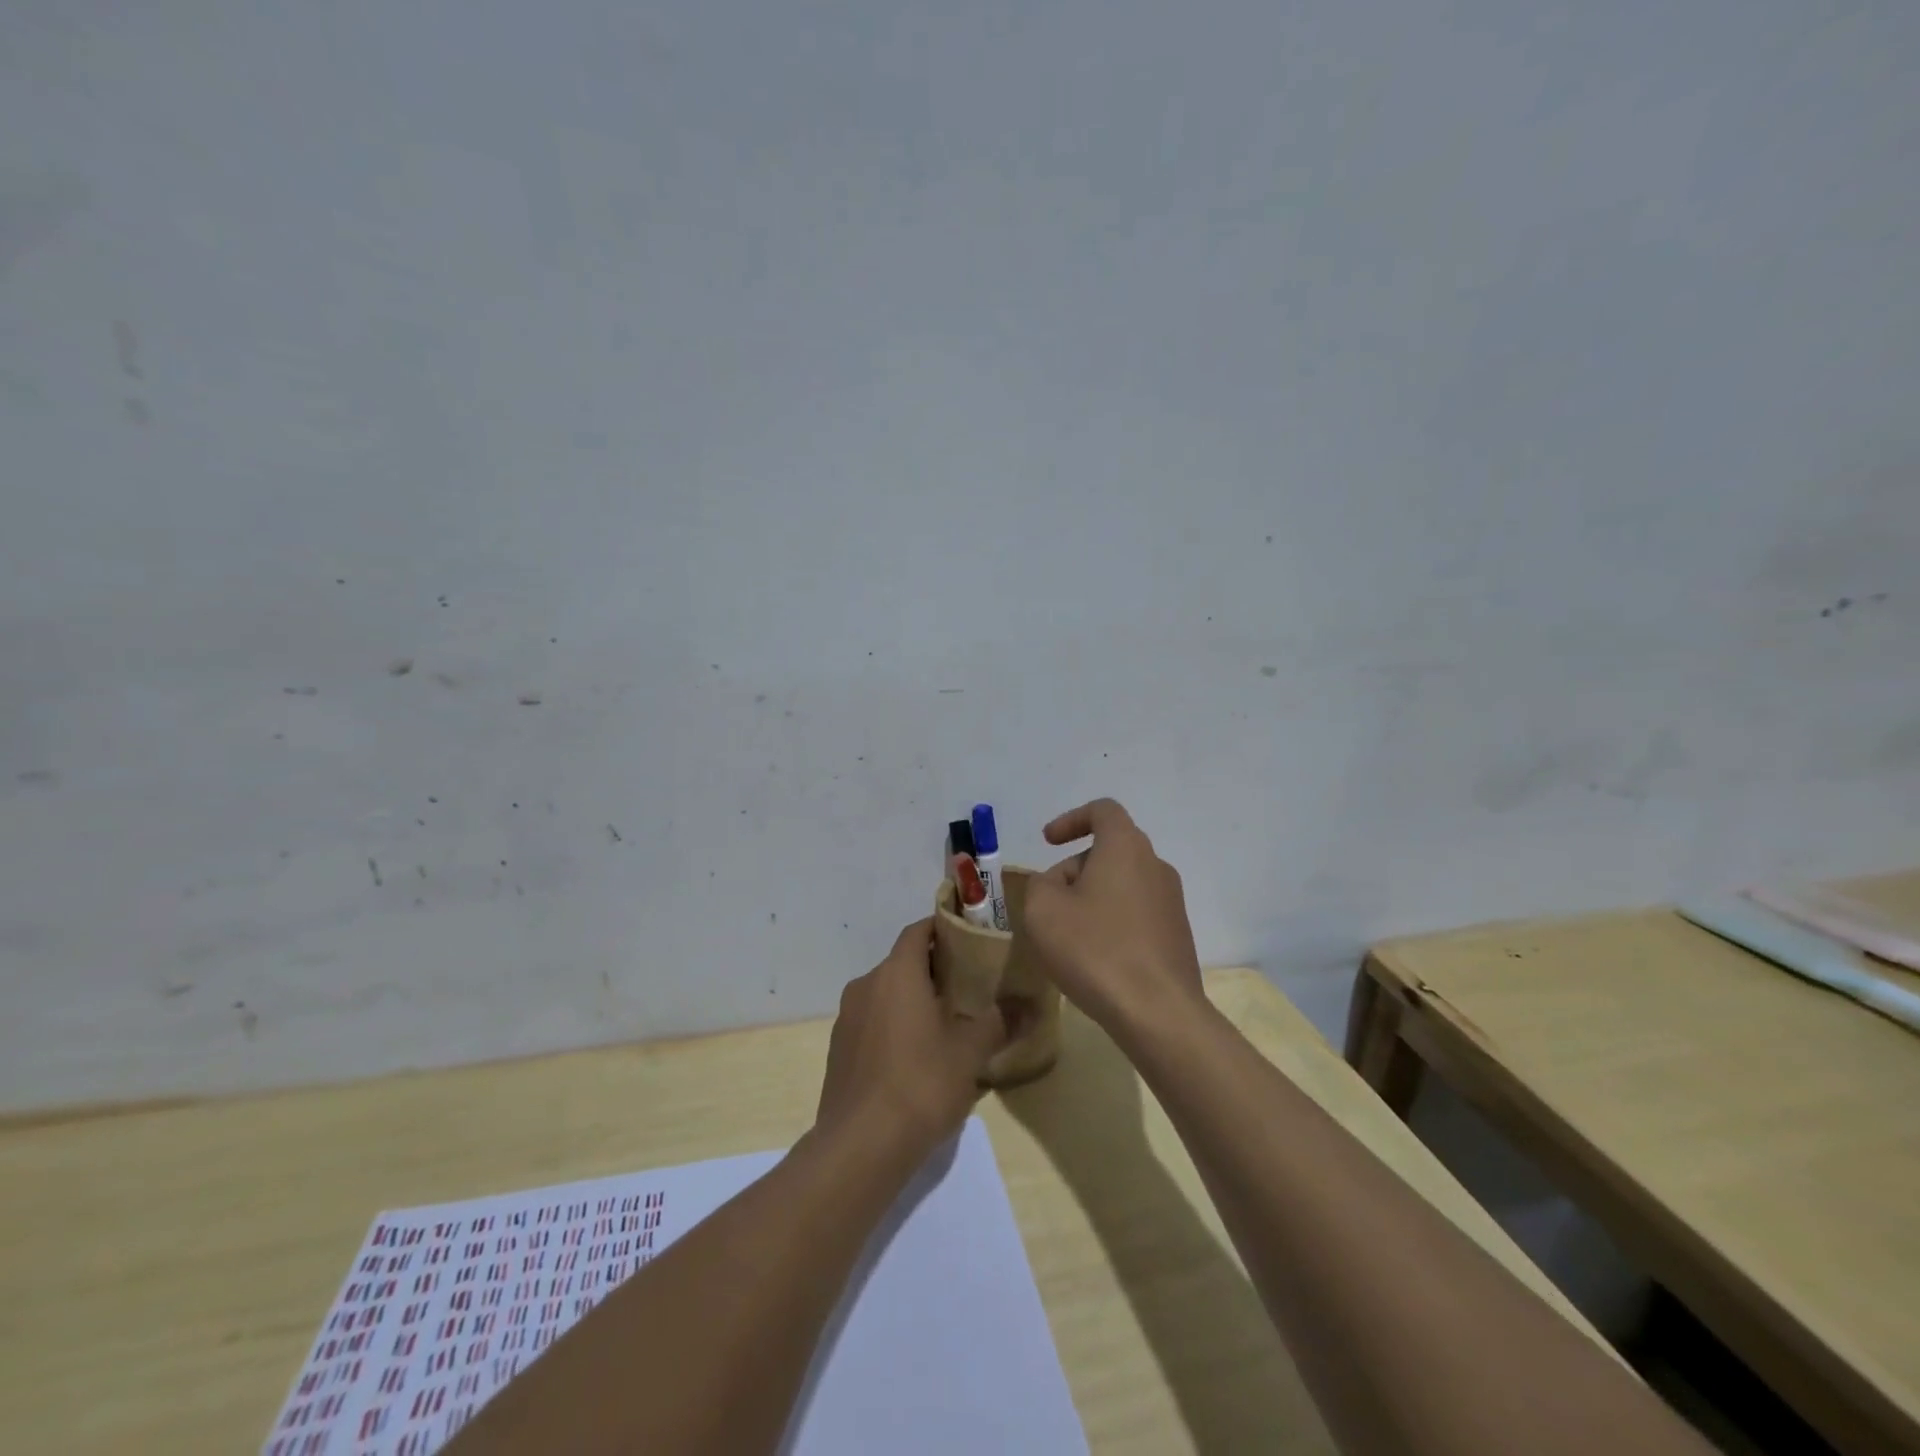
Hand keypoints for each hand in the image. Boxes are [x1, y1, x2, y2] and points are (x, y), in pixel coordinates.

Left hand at [816, 920, 1006, 1159]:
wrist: (860, 1146)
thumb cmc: (921, 1084)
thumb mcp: (970, 1052)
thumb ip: (999, 1021)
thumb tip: (1029, 1004)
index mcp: (896, 973)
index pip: (918, 931)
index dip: (943, 929)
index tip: (970, 939)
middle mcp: (866, 985)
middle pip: (903, 962)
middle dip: (933, 969)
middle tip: (968, 985)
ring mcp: (847, 1018)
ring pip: (886, 993)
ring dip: (912, 999)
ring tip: (946, 1022)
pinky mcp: (838, 1050)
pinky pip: (872, 1022)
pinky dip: (894, 1025)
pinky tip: (916, 1057)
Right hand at [1022, 799, 1204, 1036]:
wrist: (1157, 1012)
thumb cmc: (1095, 949)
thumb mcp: (1043, 909)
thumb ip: (1042, 883)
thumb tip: (1059, 883)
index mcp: (1126, 847)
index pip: (1103, 811)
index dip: (1072, 819)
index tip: (1048, 842)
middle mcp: (1155, 865)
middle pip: (1111, 850)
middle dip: (1076, 867)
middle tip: (1050, 901)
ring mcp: (1172, 901)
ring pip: (1123, 883)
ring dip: (1093, 897)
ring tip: (1069, 934)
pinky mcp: (1177, 935)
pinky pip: (1137, 913)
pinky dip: (1112, 921)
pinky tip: (1096, 956)